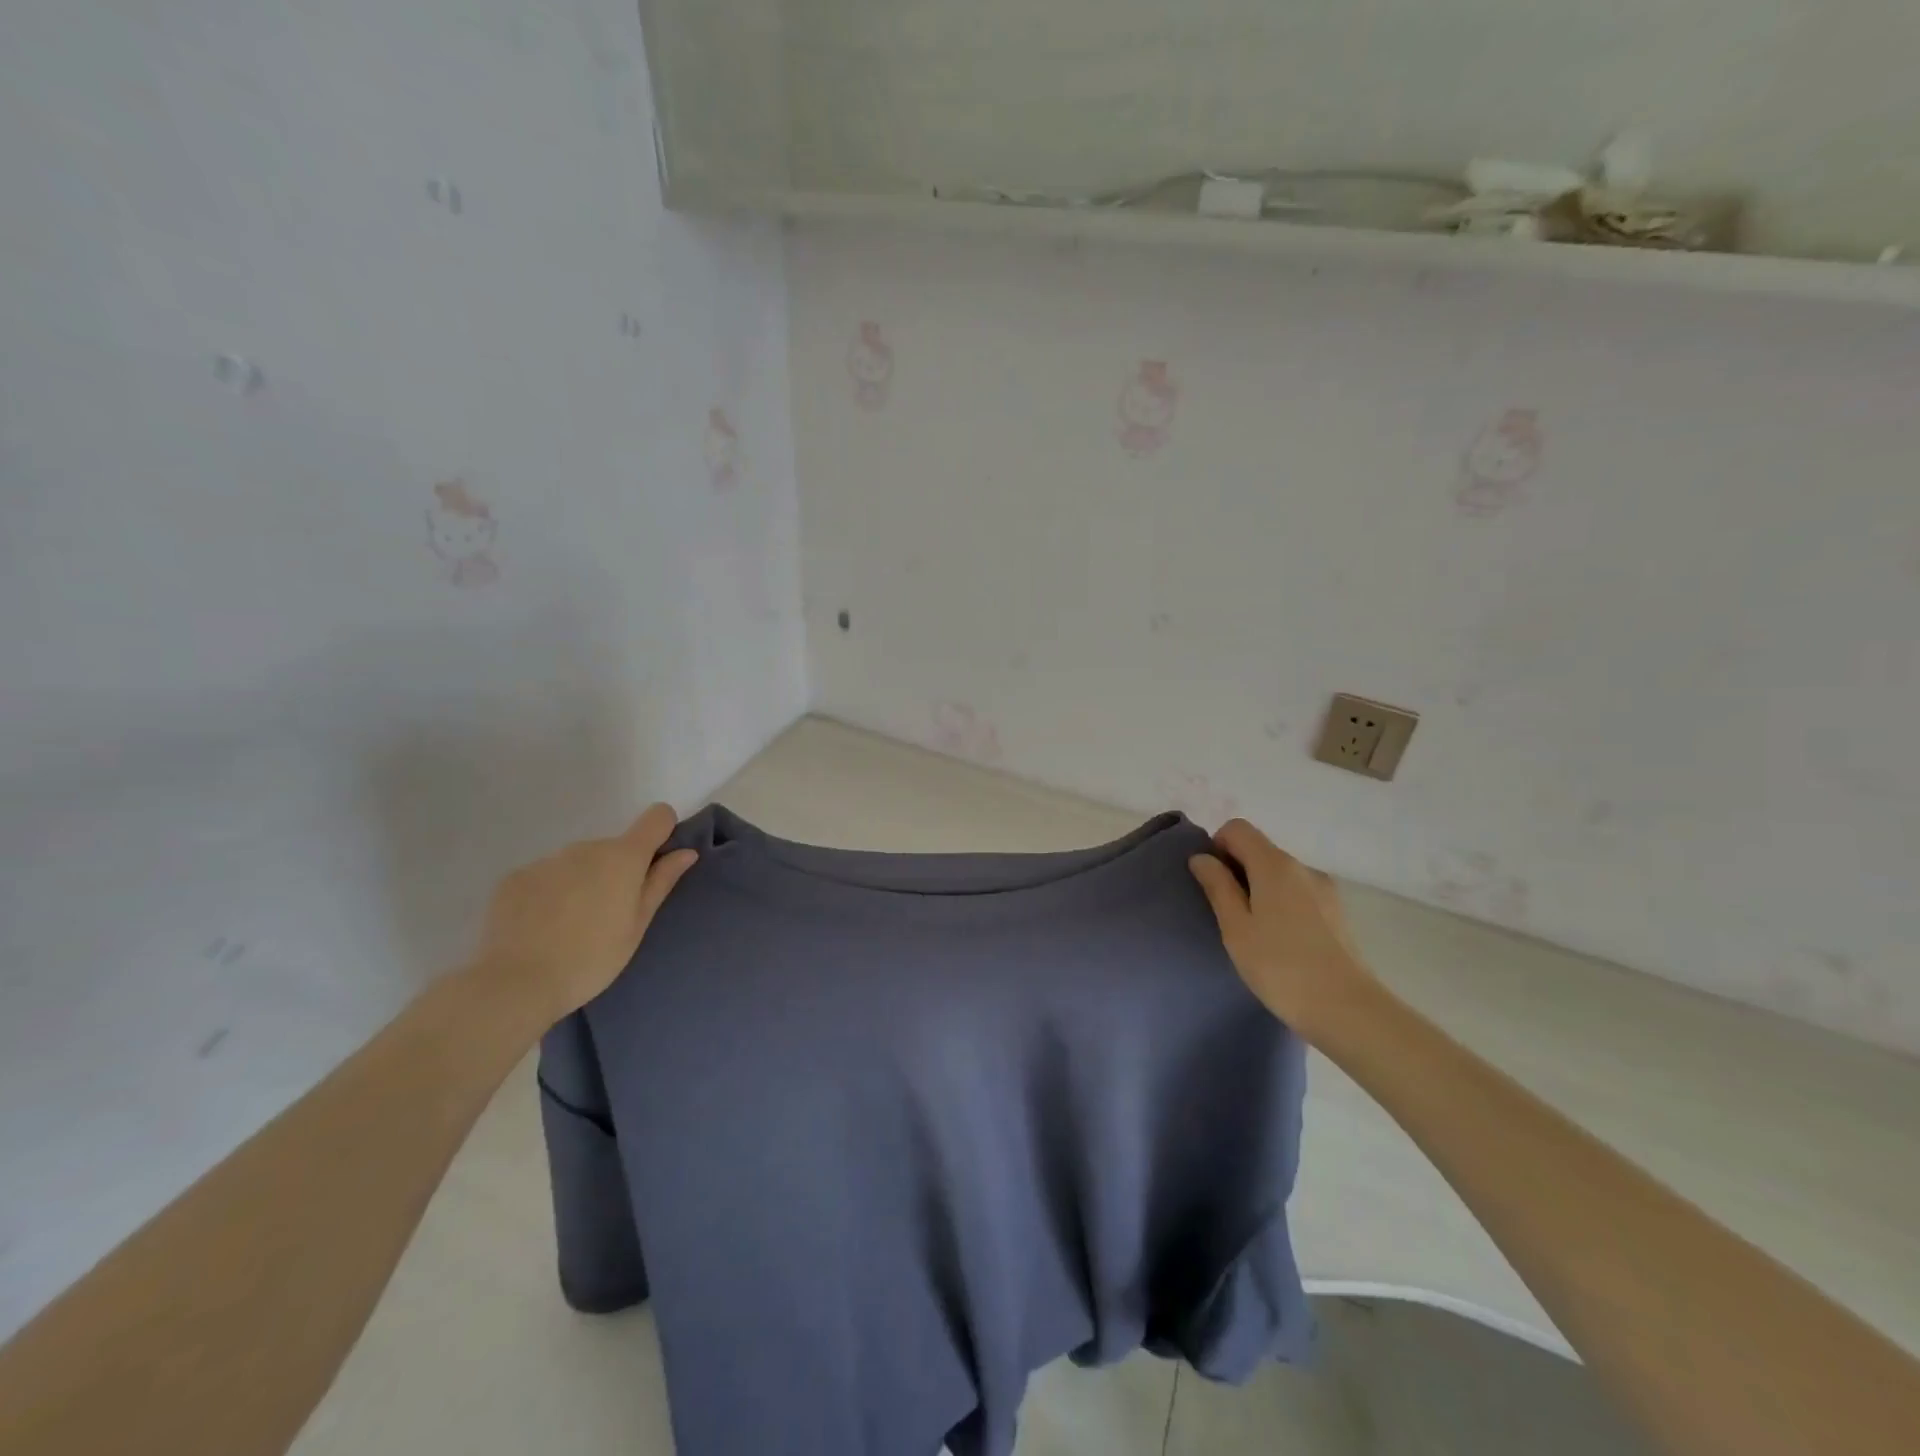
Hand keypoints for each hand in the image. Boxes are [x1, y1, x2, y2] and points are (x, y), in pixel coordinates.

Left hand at [468, 803, 697, 1024]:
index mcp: (623, 857)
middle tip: (607, 916)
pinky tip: (541, 926)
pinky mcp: (515, 877)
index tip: (656, 863)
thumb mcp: (637, 925)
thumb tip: (686, 852)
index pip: (657, 817)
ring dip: (583, 881)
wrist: (516, 983)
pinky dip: (550, 893)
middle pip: (614, 847)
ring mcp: (547, 860)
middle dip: (616, 871)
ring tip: (571, 925)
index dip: (663, 832)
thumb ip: (661, 882)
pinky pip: (546, 875)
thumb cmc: (592, 958)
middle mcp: (586, 847)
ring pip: (578, 862)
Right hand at [1188, 819, 1374, 1039]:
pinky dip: (1281, 903)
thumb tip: (1201, 857)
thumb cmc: (1280, 966)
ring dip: (1259, 889)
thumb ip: (1217, 886)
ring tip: (1254, 931)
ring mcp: (1324, 889)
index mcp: (1274, 864)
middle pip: (1260, 849)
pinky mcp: (1336, 912)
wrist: (1346, 1009)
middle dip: (1237, 870)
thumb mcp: (1236, 927)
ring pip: (1279, 873)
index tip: (1212, 882)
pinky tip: (1280, 941)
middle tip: (1226, 912)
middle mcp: (1303, 867)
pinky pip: (1298, 893)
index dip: (1217, 846)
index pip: (1238, 828)